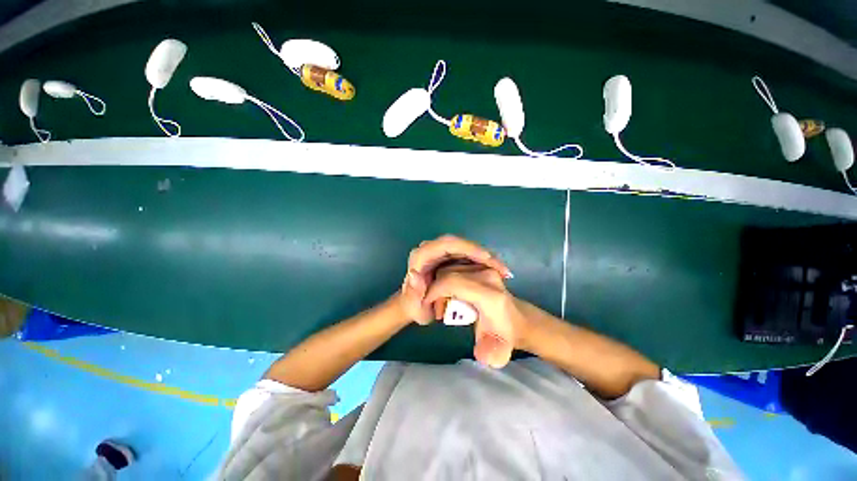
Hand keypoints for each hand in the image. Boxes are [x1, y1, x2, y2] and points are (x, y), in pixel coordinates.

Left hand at [399, 235, 511, 324]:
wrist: (417, 305)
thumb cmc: (415, 307)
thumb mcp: (413, 307)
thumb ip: (412, 293)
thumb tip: (415, 273)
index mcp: (421, 257)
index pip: (446, 244)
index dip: (468, 248)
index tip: (487, 258)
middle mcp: (430, 250)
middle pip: (459, 243)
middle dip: (481, 252)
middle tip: (501, 267)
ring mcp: (440, 252)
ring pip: (465, 247)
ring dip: (484, 257)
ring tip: (502, 270)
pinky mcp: (448, 257)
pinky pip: (467, 254)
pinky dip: (482, 261)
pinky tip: (495, 271)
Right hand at [424, 265, 526, 367]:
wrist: (516, 319)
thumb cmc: (504, 335)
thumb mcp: (497, 351)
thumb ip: (490, 353)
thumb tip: (481, 354)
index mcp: (489, 294)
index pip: (452, 282)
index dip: (435, 291)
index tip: (427, 306)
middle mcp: (487, 275)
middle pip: (447, 273)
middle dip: (436, 290)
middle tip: (439, 310)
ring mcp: (484, 267)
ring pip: (448, 268)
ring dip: (441, 285)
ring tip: (445, 305)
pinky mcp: (480, 265)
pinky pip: (454, 267)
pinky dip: (447, 280)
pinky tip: (451, 295)